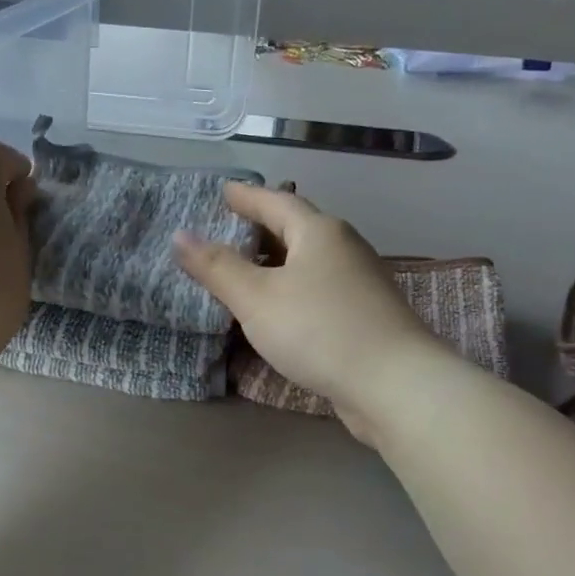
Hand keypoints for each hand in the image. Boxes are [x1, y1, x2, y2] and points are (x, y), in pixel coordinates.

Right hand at [175, 185, 438, 444]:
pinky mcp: (365, 314)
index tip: (223, 191)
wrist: (395, 384)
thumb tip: (179, 236)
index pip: (276, 202)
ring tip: (247, 268)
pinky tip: (279, 308)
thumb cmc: (319, 330)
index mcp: (319, 232)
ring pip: (309, 260)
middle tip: (228, 228)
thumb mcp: (256, 298)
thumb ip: (217, 267)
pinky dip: (292, 287)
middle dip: (262, 227)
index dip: (246, 196)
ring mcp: (359, 282)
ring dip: (277, 260)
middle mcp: (344, 248)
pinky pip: (318, 288)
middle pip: (296, 228)